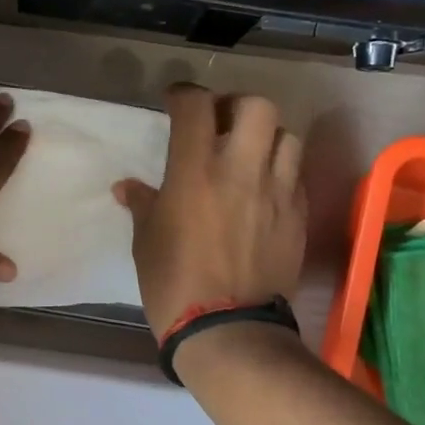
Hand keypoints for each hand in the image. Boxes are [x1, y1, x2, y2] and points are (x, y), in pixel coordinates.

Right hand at [114, 84, 307, 338]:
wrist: (227, 329)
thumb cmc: (173, 283)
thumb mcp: (146, 241)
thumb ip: (142, 204)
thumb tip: (127, 187)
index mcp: (195, 172)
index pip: (196, 106)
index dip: (184, 94)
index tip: (176, 101)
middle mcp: (241, 171)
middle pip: (257, 106)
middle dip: (236, 105)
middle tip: (220, 123)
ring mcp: (277, 192)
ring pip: (287, 136)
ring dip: (266, 136)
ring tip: (249, 153)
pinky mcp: (297, 216)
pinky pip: (296, 175)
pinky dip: (280, 170)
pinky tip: (263, 189)